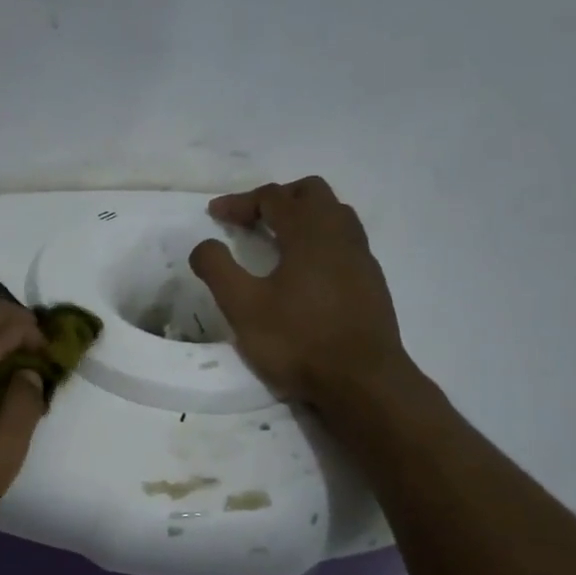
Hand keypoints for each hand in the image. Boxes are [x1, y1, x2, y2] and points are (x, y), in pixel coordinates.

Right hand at [188, 177, 413, 409]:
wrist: (362, 381)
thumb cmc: (298, 340)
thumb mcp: (243, 307)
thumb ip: (218, 269)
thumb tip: (203, 245)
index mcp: (309, 231)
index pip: (273, 197)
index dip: (240, 201)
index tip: (215, 215)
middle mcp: (340, 234)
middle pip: (311, 193)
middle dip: (277, 199)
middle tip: (251, 220)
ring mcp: (362, 257)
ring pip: (334, 215)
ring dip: (303, 217)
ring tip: (277, 241)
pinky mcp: (372, 282)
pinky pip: (345, 242)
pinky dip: (320, 241)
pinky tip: (306, 272)